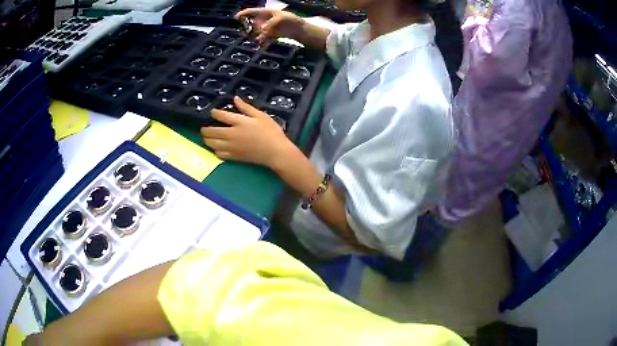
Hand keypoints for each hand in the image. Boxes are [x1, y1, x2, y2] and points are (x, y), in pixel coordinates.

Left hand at [201, 97, 292, 166]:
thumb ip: (246, 107)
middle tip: (204, 128)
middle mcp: (231, 134)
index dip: (214, 113)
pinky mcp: (234, 157)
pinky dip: (215, 150)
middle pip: (212, 131)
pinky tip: (216, 148)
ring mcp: (231, 147)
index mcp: (239, 122)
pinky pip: (219, 154)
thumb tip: (235, 99)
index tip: (212, 112)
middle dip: (205, 129)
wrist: (275, 152)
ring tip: (206, 137)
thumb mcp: (261, 115)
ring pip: (212, 144)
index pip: (221, 115)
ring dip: (207, 140)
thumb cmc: (271, 132)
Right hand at [236, 8, 305, 43]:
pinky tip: (262, 43)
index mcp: (267, 13)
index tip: (236, 17)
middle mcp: (264, 20)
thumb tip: (262, 30)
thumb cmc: (292, 21)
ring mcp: (266, 28)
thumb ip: (271, 23)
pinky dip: (261, 41)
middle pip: (251, 23)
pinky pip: (262, 39)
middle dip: (247, 27)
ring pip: (255, 32)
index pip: (253, 11)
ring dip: (254, 35)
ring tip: (257, 38)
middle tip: (244, 32)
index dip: (244, 13)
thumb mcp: (282, 18)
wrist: (301, 31)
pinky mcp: (269, 36)